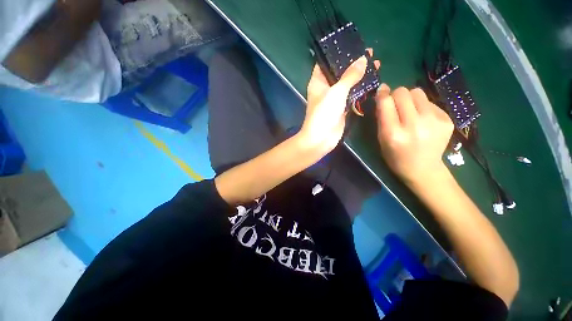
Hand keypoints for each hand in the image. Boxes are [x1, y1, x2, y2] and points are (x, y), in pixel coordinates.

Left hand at [299, 52, 378, 154]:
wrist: (321, 138)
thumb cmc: (324, 113)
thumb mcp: (336, 91)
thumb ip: (350, 76)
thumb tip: (363, 59)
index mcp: (318, 82)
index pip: (326, 63)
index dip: (338, 53)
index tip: (352, 44)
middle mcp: (325, 89)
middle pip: (340, 72)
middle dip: (353, 63)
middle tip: (370, 54)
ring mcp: (334, 99)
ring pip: (348, 84)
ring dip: (360, 76)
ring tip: (376, 64)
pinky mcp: (342, 109)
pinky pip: (352, 96)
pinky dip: (361, 90)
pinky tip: (373, 82)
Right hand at [375, 85, 454, 185]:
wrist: (423, 169)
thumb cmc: (395, 156)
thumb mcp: (381, 140)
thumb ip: (381, 118)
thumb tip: (383, 93)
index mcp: (393, 133)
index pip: (386, 102)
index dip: (382, 94)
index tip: (381, 91)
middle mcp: (414, 125)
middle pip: (403, 92)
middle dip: (396, 95)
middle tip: (396, 105)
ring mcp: (434, 121)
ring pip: (418, 92)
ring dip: (410, 99)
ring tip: (410, 112)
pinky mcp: (447, 120)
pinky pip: (430, 102)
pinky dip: (423, 107)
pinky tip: (423, 121)